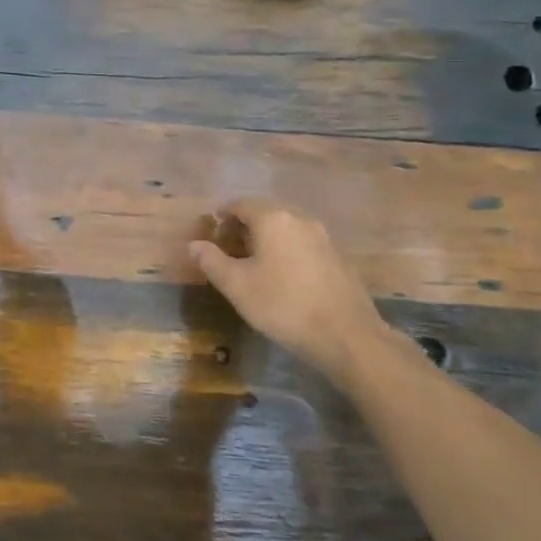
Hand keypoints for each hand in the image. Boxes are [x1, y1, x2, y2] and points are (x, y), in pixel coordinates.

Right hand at [189, 199, 387, 380]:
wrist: (347, 336)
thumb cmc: (283, 306)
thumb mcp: (237, 286)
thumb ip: (212, 261)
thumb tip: (194, 244)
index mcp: (273, 219)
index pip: (241, 204)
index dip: (223, 213)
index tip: (212, 227)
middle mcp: (300, 219)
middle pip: (266, 211)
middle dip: (245, 223)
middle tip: (229, 244)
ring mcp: (323, 237)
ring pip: (287, 227)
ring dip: (268, 236)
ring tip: (255, 259)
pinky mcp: (338, 257)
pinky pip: (304, 243)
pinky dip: (288, 249)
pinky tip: (284, 274)